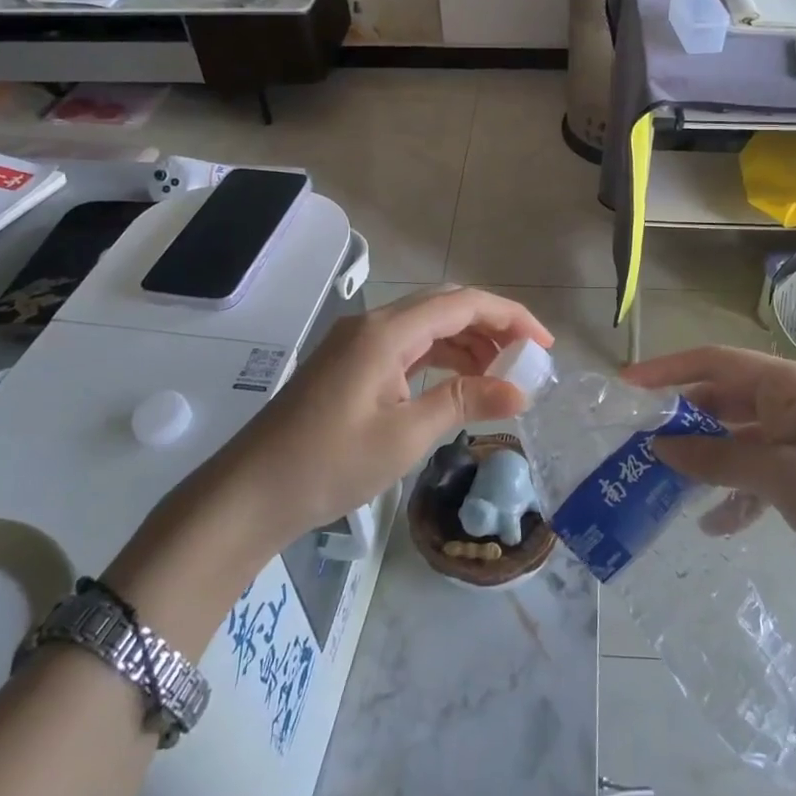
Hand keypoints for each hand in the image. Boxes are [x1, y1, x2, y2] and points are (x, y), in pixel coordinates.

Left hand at [215, 287, 553, 547]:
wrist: (251, 492)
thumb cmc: (329, 463)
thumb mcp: (406, 435)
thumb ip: (465, 402)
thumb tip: (521, 391)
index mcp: (388, 332)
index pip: (462, 303)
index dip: (510, 316)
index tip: (544, 345)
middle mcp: (374, 325)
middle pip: (445, 307)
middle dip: (491, 326)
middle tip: (526, 359)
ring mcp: (359, 343)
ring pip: (426, 327)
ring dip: (466, 343)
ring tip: (500, 377)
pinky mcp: (351, 364)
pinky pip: (407, 348)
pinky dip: (439, 359)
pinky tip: (458, 383)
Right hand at [622, 346, 795, 605]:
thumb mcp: (781, 477)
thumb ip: (717, 458)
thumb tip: (659, 446)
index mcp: (792, 385)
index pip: (717, 362)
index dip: (669, 369)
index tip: (627, 385)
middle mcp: (794, 401)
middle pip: (724, 400)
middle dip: (684, 422)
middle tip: (640, 445)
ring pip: (737, 437)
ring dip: (706, 460)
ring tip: (666, 485)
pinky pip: (757, 470)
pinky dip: (735, 491)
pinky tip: (715, 524)